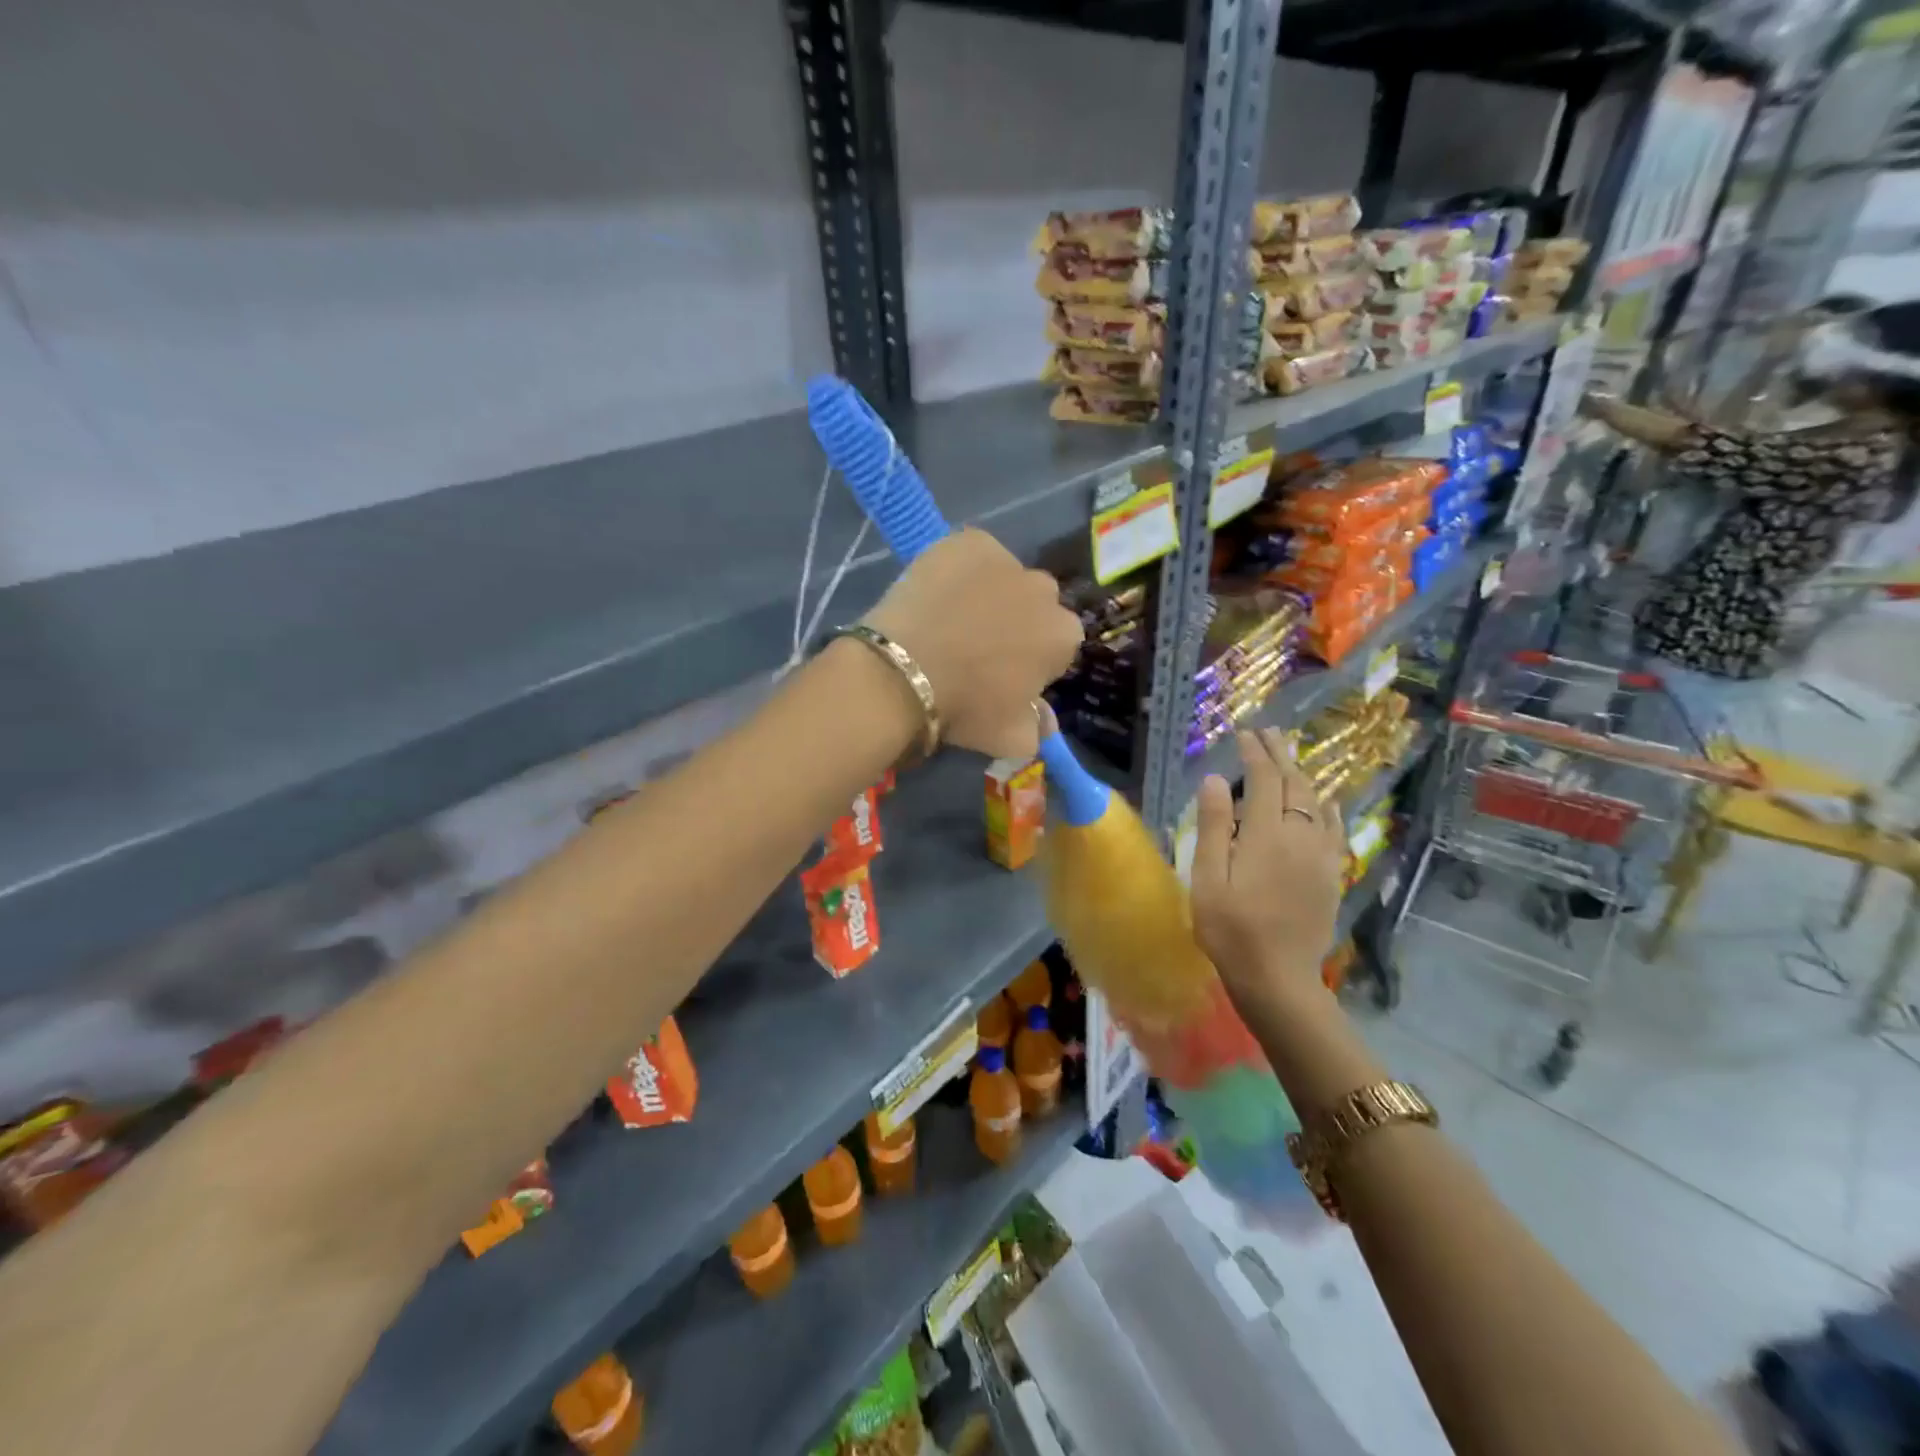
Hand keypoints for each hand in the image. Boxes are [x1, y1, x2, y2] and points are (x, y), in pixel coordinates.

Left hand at [863, 528, 1083, 759]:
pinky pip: (972, 554)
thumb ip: (1037, 729)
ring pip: (1004, 577)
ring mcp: (1007, 560)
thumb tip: (1045, 722)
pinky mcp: (969, 541)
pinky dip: (961, 569)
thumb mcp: (1010, 738)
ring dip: (990, 593)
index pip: (1058, 644)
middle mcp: (1044, 591)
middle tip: (978, 646)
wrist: (904, 672)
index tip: (1007, 674)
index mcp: (1063, 636)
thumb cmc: (965, 708)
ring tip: (952, 618)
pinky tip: (937, 593)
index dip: (1033, 659)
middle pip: (1035, 605)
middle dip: (1017, 621)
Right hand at [1190, 728, 1346, 1009]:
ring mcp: (1321, 856)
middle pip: (1294, 784)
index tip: (1244, 734)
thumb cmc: (1231, 929)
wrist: (1278, 977)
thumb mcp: (1208, 878)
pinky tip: (1326, 802)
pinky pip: (1335, 830)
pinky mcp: (1331, 875)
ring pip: (1317, 803)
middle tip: (1270, 733)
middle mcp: (1300, 836)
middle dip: (1281, 755)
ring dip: (1302, 775)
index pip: (1263, 780)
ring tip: (1290, 758)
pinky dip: (1328, 808)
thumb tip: (1214, 780)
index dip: (1254, 753)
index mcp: (1266, 834)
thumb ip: (1213, 826)